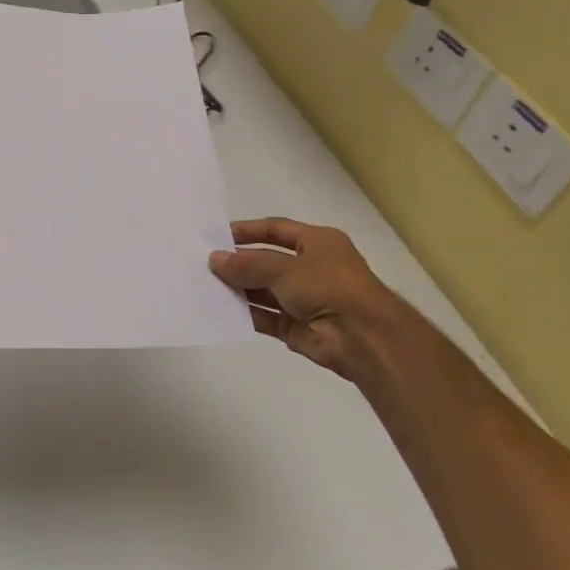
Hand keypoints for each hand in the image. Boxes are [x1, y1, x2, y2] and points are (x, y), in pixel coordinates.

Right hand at [209, 218, 402, 382]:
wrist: (364, 339)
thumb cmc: (329, 288)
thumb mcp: (284, 268)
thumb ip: (247, 265)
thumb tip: (214, 259)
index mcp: (318, 243)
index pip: (277, 230)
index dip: (248, 231)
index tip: (217, 236)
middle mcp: (313, 268)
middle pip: (268, 261)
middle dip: (239, 263)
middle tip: (205, 264)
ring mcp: (306, 299)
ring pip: (265, 291)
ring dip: (240, 289)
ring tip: (206, 286)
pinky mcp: (298, 327)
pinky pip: (267, 317)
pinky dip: (247, 314)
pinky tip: (222, 310)